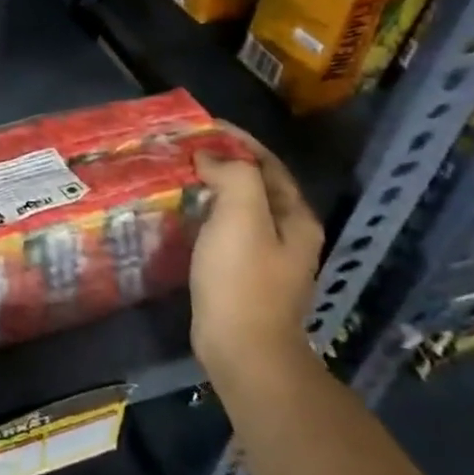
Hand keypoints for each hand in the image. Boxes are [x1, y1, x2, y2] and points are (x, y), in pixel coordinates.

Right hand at [189, 127, 324, 384]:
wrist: (242, 348)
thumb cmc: (242, 279)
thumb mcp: (242, 216)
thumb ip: (234, 176)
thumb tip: (211, 159)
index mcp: (295, 218)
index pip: (268, 164)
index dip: (238, 140)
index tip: (203, 126)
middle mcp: (287, 234)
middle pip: (255, 184)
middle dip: (224, 162)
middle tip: (186, 148)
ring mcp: (266, 257)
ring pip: (238, 208)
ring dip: (212, 187)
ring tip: (178, 174)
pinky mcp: (242, 275)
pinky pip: (224, 230)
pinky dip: (205, 212)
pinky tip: (182, 213)